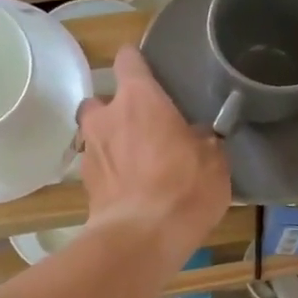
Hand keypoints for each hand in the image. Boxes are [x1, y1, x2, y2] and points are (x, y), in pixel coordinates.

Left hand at [77, 45, 230, 267]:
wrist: (141, 238)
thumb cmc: (183, 188)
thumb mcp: (213, 160)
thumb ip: (201, 139)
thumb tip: (195, 136)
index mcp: (139, 99)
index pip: (128, 59)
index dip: (137, 63)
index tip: (149, 73)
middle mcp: (105, 117)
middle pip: (101, 100)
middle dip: (115, 111)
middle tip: (140, 129)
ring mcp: (90, 152)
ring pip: (94, 136)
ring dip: (110, 144)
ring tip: (134, 163)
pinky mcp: (84, 186)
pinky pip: (97, 168)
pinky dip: (110, 174)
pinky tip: (128, 191)